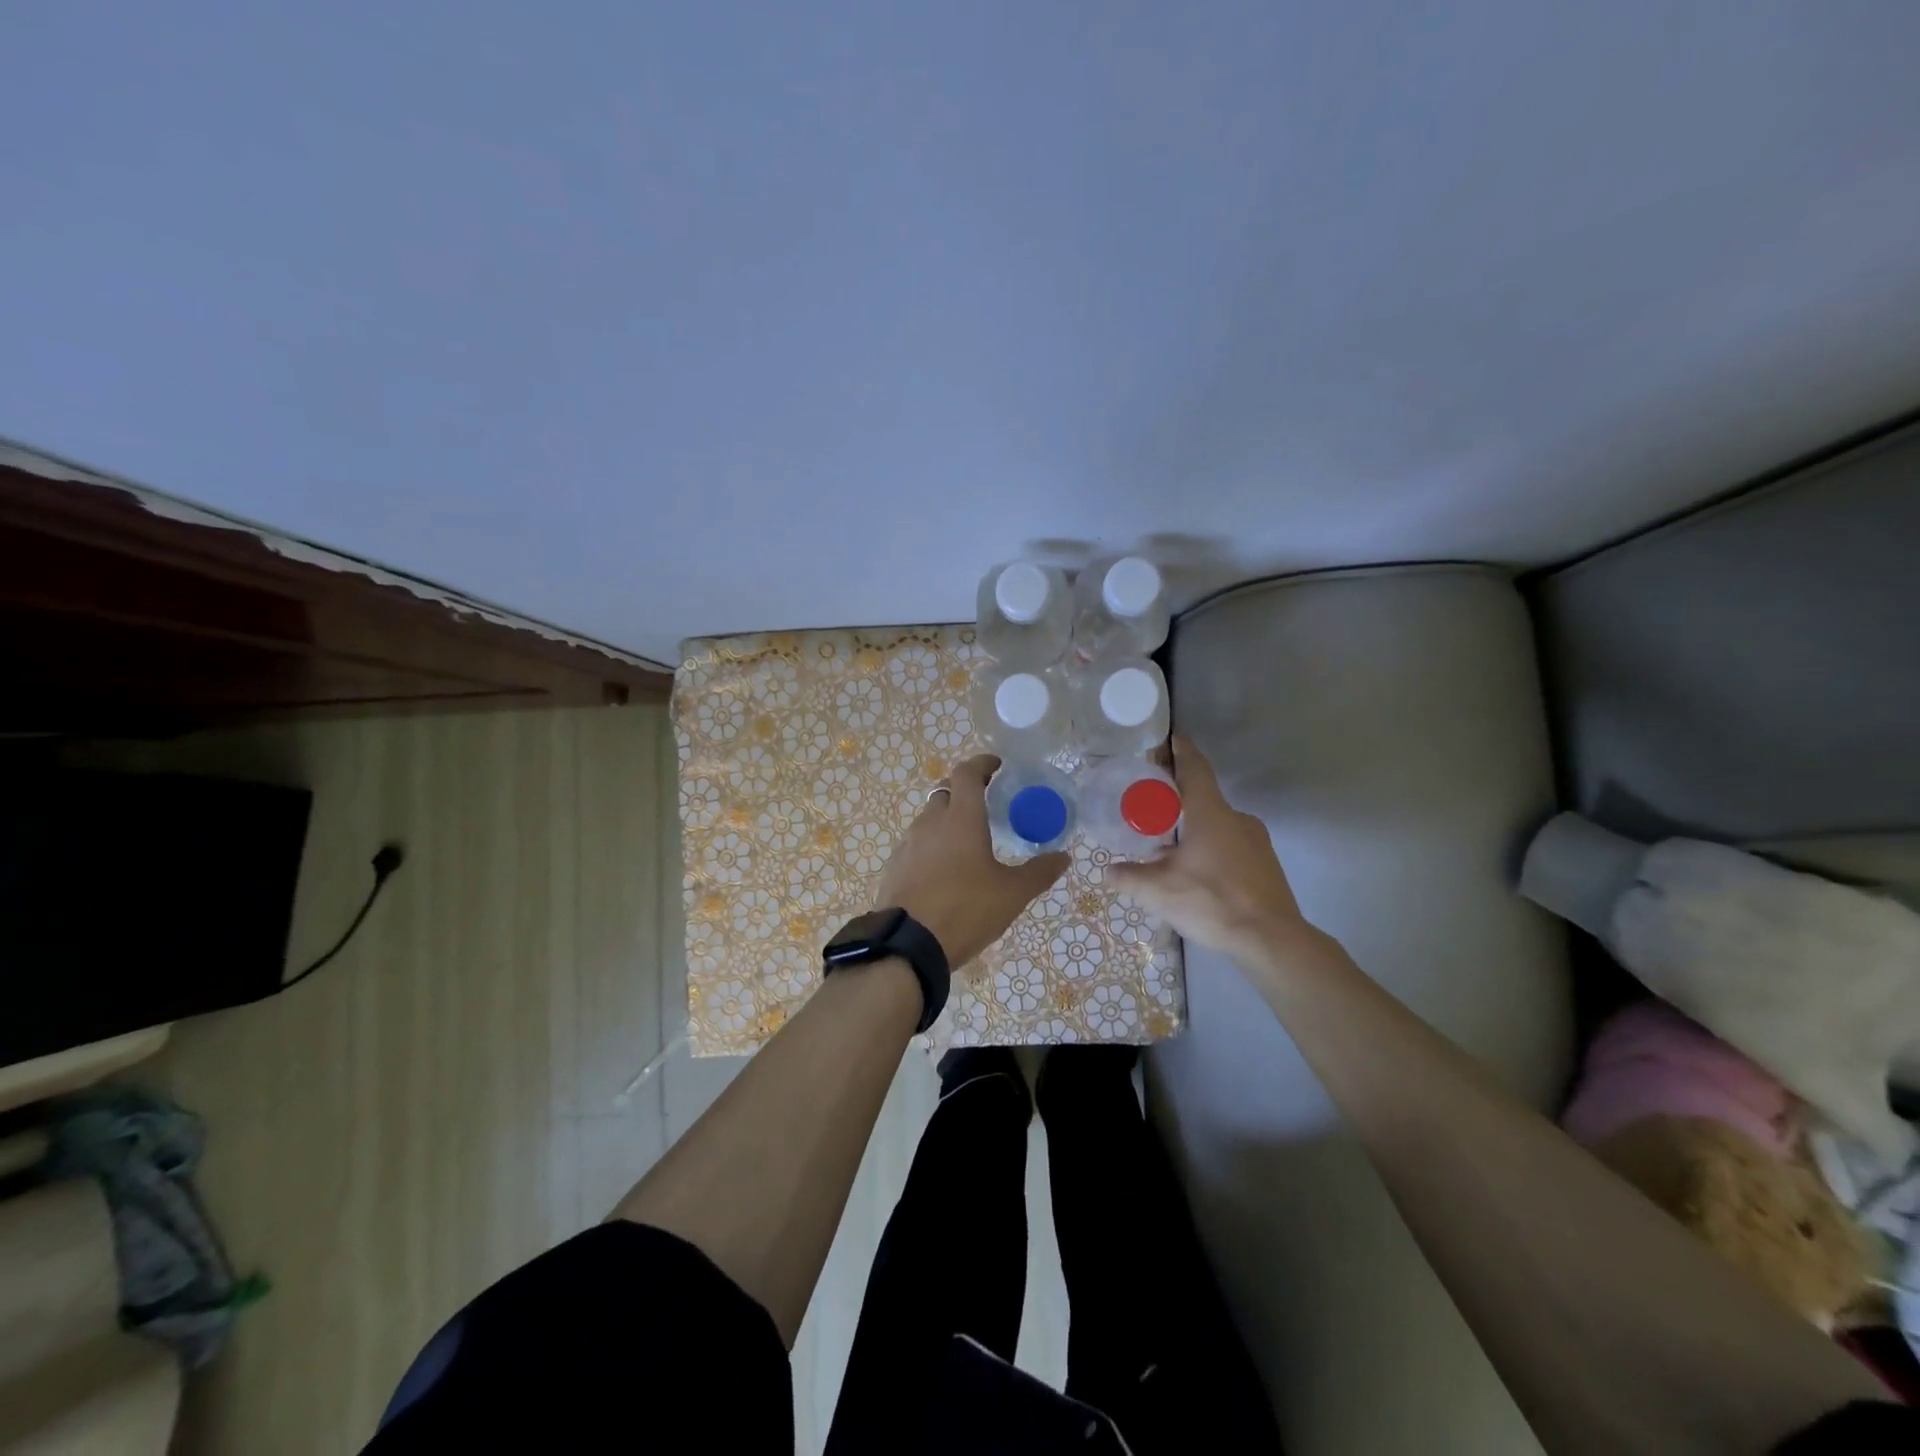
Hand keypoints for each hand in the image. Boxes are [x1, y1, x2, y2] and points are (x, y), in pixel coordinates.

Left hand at [873, 754, 1067, 973]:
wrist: (908, 945)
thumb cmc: (965, 910)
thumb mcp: (1011, 894)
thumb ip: (1039, 872)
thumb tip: (1064, 857)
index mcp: (961, 819)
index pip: (967, 773)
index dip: (982, 764)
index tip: (997, 766)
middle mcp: (931, 822)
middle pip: (946, 792)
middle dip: (965, 791)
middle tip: (986, 803)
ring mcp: (908, 844)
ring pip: (929, 818)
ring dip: (947, 819)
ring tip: (967, 841)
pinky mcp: (895, 866)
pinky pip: (917, 844)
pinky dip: (932, 845)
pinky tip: (944, 869)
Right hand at [1109, 736, 1313, 963]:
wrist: (1272, 940)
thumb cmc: (1212, 902)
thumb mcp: (1159, 891)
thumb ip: (1130, 877)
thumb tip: (1107, 871)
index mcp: (1210, 813)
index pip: (1195, 768)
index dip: (1181, 751)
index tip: (1171, 740)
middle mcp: (1236, 818)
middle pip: (1202, 798)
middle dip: (1176, 802)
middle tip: (1150, 811)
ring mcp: (1255, 841)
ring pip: (1216, 824)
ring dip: (1192, 830)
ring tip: (1166, 850)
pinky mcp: (1264, 863)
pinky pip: (1230, 844)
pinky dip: (1209, 848)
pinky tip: (1194, 873)